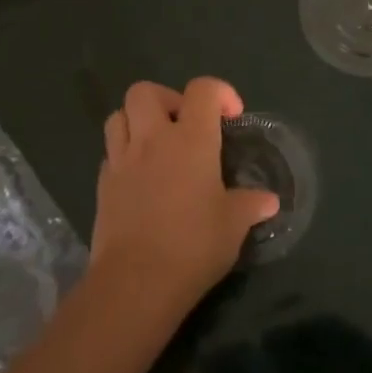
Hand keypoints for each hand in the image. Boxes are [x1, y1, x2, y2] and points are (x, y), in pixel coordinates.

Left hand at [90, 77, 278, 315]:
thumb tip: (269, 201)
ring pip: (119, 116)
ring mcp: (122, 160)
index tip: (231, 118)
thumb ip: (250, 205)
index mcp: (191, 139)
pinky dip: (124, 154)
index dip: (220, 93)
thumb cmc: (193, 245)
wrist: (135, 283)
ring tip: (157, 145)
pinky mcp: (102, 185)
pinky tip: (141, 178)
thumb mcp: (233, 225)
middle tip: (184, 125)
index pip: (202, 89)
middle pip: (145, 91)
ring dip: (137, 121)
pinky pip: (110, 153)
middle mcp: (153, 139)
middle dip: (167, 98)